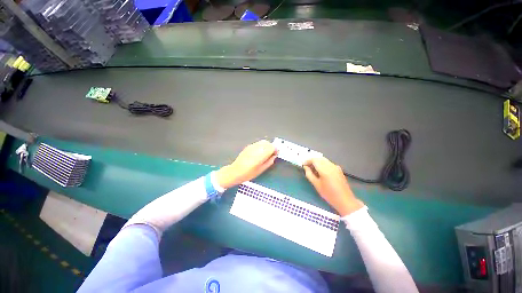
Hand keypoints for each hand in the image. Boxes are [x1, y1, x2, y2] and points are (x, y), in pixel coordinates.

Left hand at [215, 140, 276, 188]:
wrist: (235, 171)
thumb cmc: (248, 173)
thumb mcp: (261, 170)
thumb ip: (269, 162)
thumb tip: (274, 156)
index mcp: (260, 154)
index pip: (272, 147)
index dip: (275, 150)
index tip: (275, 154)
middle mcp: (256, 148)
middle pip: (267, 143)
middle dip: (271, 147)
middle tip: (271, 154)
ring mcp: (251, 146)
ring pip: (262, 142)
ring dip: (266, 146)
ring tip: (265, 153)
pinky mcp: (248, 146)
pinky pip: (257, 143)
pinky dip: (261, 146)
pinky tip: (259, 153)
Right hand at [303, 157, 363, 215]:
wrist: (345, 200)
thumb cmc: (329, 194)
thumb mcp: (316, 185)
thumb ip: (309, 174)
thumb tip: (305, 167)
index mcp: (325, 169)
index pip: (314, 160)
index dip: (307, 161)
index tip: (303, 164)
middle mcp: (331, 166)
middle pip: (319, 158)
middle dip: (312, 161)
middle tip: (306, 167)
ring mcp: (335, 167)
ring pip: (324, 160)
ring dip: (317, 162)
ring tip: (312, 169)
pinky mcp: (338, 169)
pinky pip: (328, 163)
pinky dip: (322, 164)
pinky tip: (320, 171)